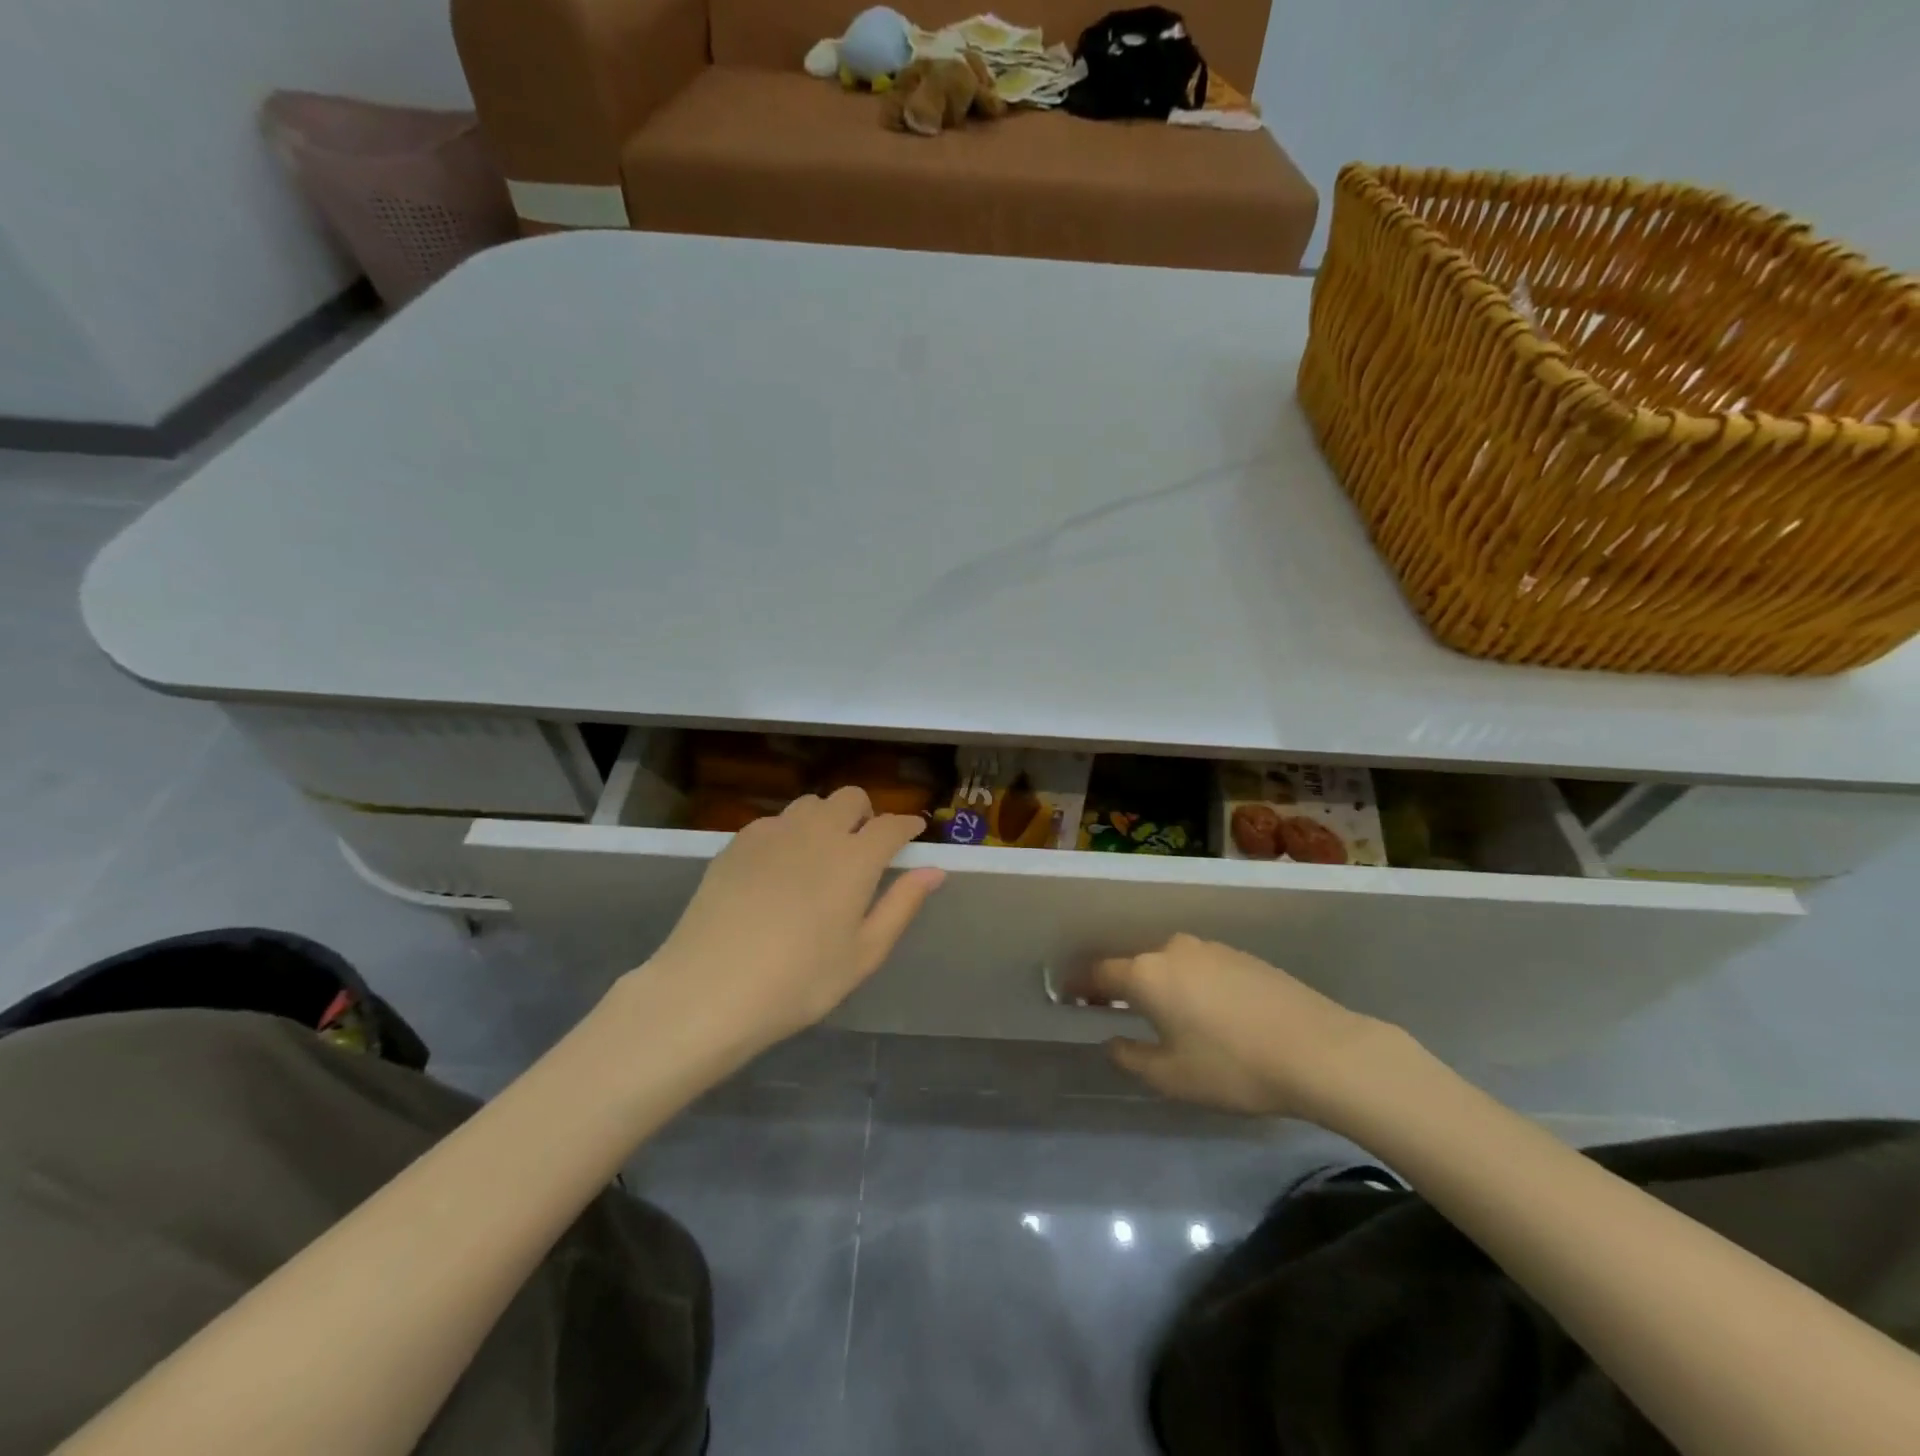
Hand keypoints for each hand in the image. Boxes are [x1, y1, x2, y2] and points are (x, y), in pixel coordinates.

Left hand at [631, 788, 945, 1060]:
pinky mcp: (737, 843)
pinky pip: (774, 822)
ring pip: (810, 804)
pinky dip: (789, 833)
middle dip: (866, 814)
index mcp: (854, 858)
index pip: (891, 826)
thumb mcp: (863, 954)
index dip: (907, 826)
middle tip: (864, 848)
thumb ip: (902, 905)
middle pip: (850, 798)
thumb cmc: (799, 982)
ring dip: (827, 819)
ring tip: (821, 855)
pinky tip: (779, 868)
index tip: (913, 833)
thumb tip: (934, 870)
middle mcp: (816, 832)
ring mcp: (772, 833)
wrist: (710, 989)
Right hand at [1085, 934, 1413, 1120]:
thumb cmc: (1233, 1067)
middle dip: (1122, 985)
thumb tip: (1113, 1041)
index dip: (1080, 985)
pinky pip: (1201, 967)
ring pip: (1171, 964)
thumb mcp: (1172, 1076)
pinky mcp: (1243, 956)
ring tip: (1164, 1014)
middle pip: (1136, 964)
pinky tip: (1207, 1011)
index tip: (1067, 994)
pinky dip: (1191, 984)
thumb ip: (1132, 1057)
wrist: (1319, 1050)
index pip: (1100, 972)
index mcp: (1148, 974)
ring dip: (1160, 984)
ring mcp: (1212, 949)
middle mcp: (1174, 950)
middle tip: (1115, 1010)